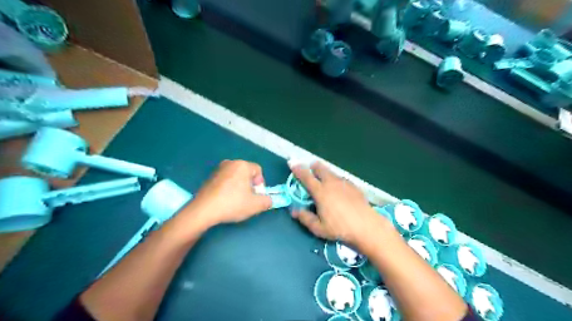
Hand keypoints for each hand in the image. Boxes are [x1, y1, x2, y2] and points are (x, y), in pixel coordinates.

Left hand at [183, 159, 271, 225]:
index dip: (260, 184)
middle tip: (248, 199)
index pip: (258, 170)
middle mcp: (230, 163)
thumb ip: (267, 201)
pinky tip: (225, 201)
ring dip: (239, 187)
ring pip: (235, 177)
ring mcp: (218, 170)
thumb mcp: (256, 205)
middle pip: (247, 173)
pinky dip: (228, 189)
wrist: (203, 210)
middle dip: (250, 185)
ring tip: (236, 201)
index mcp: (242, 165)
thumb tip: (268, 200)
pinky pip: (225, 181)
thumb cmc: (232, 204)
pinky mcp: (209, 178)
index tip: (256, 196)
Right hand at [291, 162, 388, 246]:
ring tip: (323, 178)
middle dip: (313, 166)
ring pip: (331, 172)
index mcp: (320, 192)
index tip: (292, 163)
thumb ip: (305, 217)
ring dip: (324, 172)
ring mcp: (344, 183)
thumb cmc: (340, 228)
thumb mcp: (318, 228)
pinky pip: (341, 178)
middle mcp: (331, 183)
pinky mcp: (354, 186)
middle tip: (309, 169)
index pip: (306, 176)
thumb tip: (293, 210)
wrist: (367, 227)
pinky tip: (338, 188)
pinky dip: (335, 179)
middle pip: (320, 168)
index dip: (297, 169)